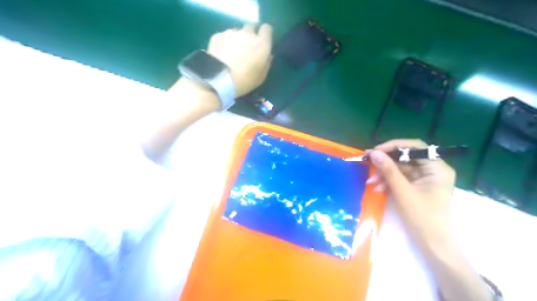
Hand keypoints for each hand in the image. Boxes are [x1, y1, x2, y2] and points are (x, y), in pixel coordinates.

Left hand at [206, 24, 272, 97]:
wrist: (219, 78)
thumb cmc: (245, 80)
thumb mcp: (261, 77)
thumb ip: (266, 64)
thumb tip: (268, 56)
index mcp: (262, 44)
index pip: (267, 29)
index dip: (265, 34)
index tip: (262, 42)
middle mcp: (248, 34)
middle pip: (251, 27)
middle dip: (250, 35)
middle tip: (247, 48)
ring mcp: (231, 33)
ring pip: (236, 32)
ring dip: (236, 39)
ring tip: (232, 53)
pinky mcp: (217, 36)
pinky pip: (224, 36)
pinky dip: (224, 43)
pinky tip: (221, 54)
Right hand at [367, 140, 454, 247]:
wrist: (432, 243)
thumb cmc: (421, 217)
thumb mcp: (402, 191)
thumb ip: (388, 170)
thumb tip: (374, 153)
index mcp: (437, 168)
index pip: (415, 147)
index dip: (394, 146)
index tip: (375, 151)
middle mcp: (433, 170)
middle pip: (406, 158)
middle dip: (386, 163)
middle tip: (367, 163)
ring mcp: (425, 179)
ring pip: (401, 168)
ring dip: (384, 174)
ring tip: (371, 182)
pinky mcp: (418, 186)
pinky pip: (401, 178)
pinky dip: (389, 182)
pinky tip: (378, 188)